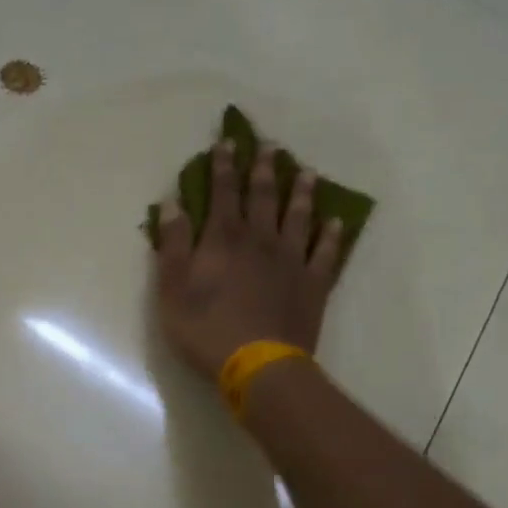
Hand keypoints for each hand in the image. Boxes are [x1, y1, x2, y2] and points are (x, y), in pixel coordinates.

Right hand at [153, 141, 344, 379]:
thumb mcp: (172, 290)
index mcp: (223, 239)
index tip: (227, 142)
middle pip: (264, 196)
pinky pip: (325, 252)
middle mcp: (260, 239)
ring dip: (301, 192)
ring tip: (307, 172)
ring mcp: (291, 260)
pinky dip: (330, 235)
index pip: (222, 193)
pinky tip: (335, 221)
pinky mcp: (313, 284)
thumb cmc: (206, 329)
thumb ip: (173, 245)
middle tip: (271, 145)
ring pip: (299, 216)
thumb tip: (172, 204)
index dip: (223, 166)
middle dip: (264, 169)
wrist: (259, 364)